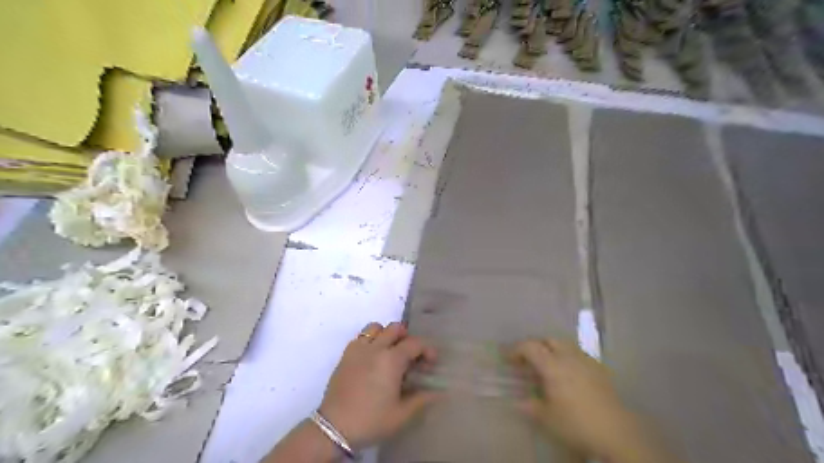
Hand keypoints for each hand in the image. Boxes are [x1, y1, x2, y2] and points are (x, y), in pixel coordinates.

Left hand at [319, 324, 440, 450]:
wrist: (335, 428)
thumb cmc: (371, 420)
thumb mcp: (401, 414)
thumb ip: (422, 399)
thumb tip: (439, 392)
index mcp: (392, 359)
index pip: (415, 343)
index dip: (427, 350)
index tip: (431, 363)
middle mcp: (376, 347)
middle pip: (396, 328)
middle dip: (408, 338)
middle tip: (411, 356)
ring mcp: (359, 349)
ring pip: (376, 327)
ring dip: (387, 335)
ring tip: (390, 352)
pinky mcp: (346, 354)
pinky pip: (360, 336)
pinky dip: (370, 340)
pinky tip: (372, 357)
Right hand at [514, 339, 638, 456]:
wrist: (616, 432)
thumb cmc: (576, 423)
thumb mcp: (546, 418)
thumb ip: (530, 406)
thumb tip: (519, 401)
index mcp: (552, 365)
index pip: (529, 347)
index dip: (516, 350)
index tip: (508, 359)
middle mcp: (568, 356)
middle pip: (548, 340)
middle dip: (535, 346)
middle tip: (528, 360)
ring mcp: (586, 361)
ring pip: (565, 344)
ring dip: (552, 350)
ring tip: (548, 365)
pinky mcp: (599, 369)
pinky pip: (578, 354)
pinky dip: (567, 357)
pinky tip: (568, 374)